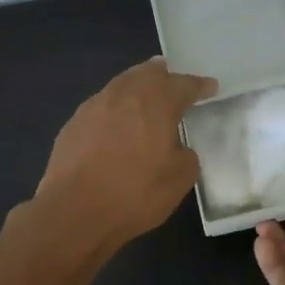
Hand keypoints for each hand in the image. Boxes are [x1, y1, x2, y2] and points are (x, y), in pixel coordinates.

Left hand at [35, 58, 215, 248]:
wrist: (74, 212)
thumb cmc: (135, 193)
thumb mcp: (180, 179)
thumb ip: (186, 155)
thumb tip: (176, 148)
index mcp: (156, 103)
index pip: (184, 84)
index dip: (200, 85)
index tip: (210, 87)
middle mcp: (124, 95)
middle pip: (148, 73)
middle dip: (165, 75)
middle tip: (175, 83)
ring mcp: (94, 106)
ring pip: (122, 84)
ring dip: (138, 87)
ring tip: (147, 97)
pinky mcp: (73, 123)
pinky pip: (102, 105)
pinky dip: (117, 108)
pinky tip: (118, 123)